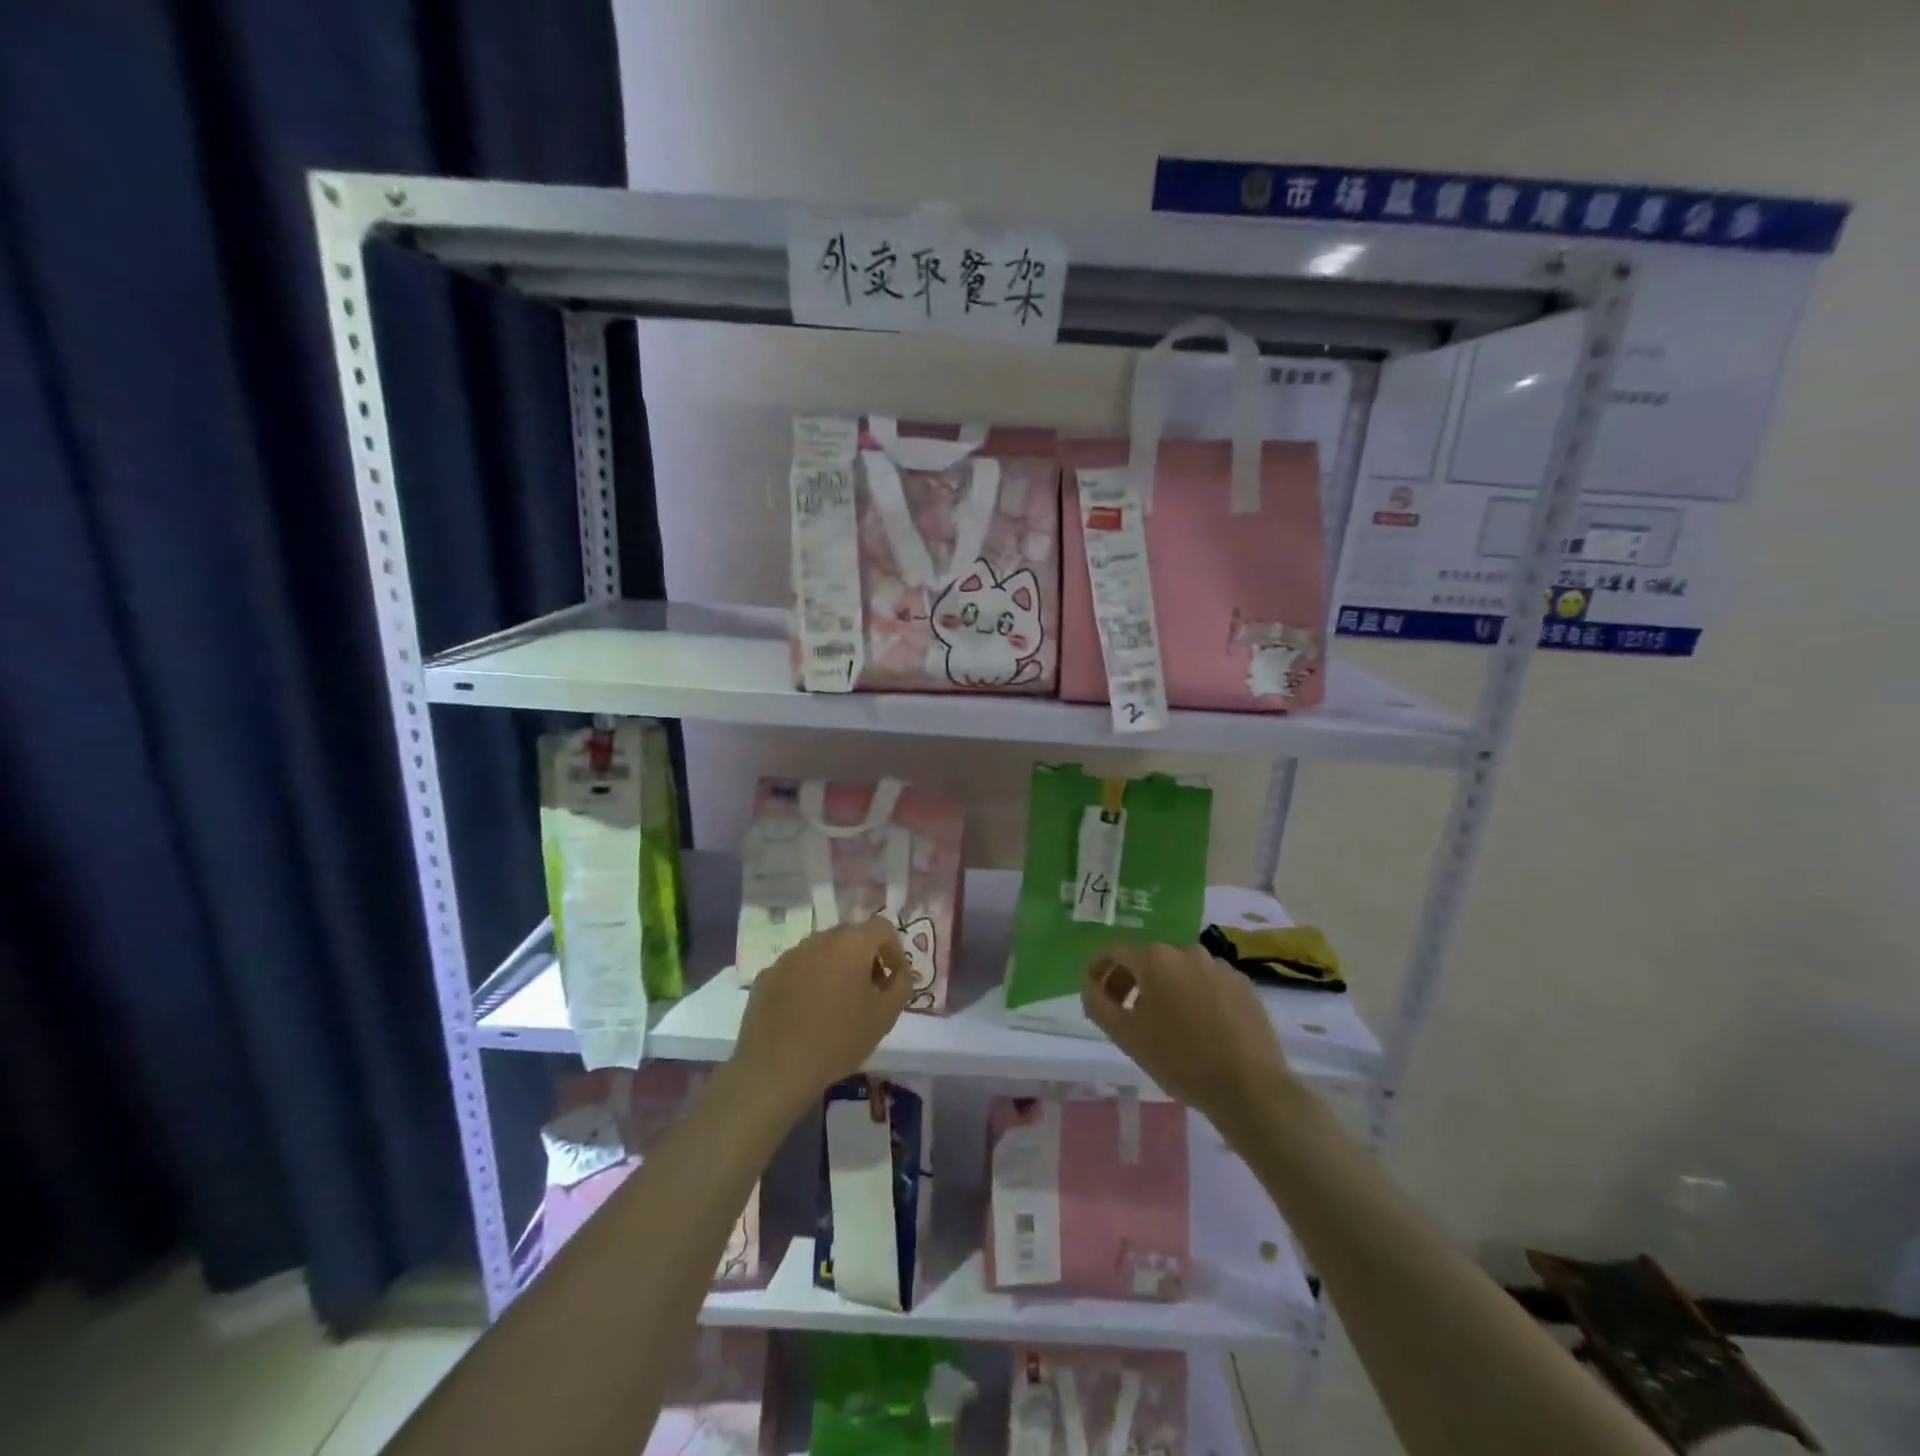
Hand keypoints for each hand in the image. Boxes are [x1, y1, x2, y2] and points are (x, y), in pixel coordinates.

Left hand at [732, 917, 913, 1117]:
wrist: (776, 1068)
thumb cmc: (839, 1039)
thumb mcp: (885, 1015)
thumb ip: (901, 985)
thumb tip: (899, 972)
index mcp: (851, 943)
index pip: (882, 928)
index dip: (894, 950)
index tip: (894, 979)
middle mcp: (819, 939)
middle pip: (850, 937)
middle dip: (865, 958)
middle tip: (869, 992)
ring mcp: (789, 955)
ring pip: (821, 953)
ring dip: (835, 969)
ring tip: (836, 1005)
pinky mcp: (767, 976)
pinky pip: (797, 970)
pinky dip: (808, 982)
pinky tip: (806, 1014)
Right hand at [1081, 942, 1302, 1133]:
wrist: (1250, 1088)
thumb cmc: (1180, 1060)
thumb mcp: (1125, 1035)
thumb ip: (1098, 1003)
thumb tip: (1090, 983)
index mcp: (1155, 958)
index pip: (1115, 951)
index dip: (1099, 968)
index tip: (1094, 991)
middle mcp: (1187, 951)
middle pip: (1148, 959)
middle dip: (1131, 981)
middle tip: (1125, 1014)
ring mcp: (1219, 966)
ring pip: (1179, 971)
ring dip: (1164, 988)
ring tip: (1165, 1024)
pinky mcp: (1243, 984)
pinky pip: (1207, 982)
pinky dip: (1194, 996)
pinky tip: (1199, 1027)